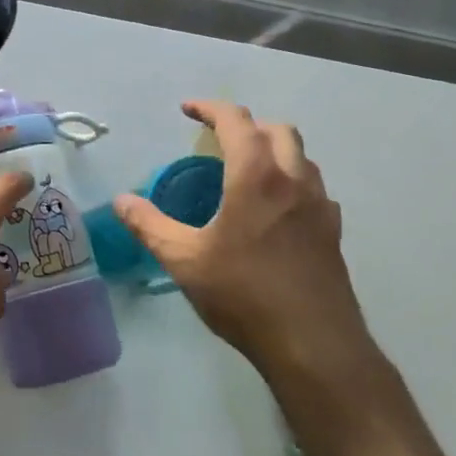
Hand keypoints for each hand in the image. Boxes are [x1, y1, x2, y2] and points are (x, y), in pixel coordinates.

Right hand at [114, 101, 372, 386]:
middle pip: (277, 130)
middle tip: (219, 141)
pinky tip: (275, 211)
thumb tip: (121, 200)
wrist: (315, 347)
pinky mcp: (333, 233)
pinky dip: (292, 182)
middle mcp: (294, 180)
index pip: (235, 121)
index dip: (209, 108)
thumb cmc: (244, 295)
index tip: (187, 110)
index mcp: (256, 176)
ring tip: (246, 172)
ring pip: (302, 157)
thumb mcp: (184, 260)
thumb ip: (149, 225)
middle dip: (247, 125)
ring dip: (274, 151)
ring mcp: (320, 206)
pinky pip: (313, 189)